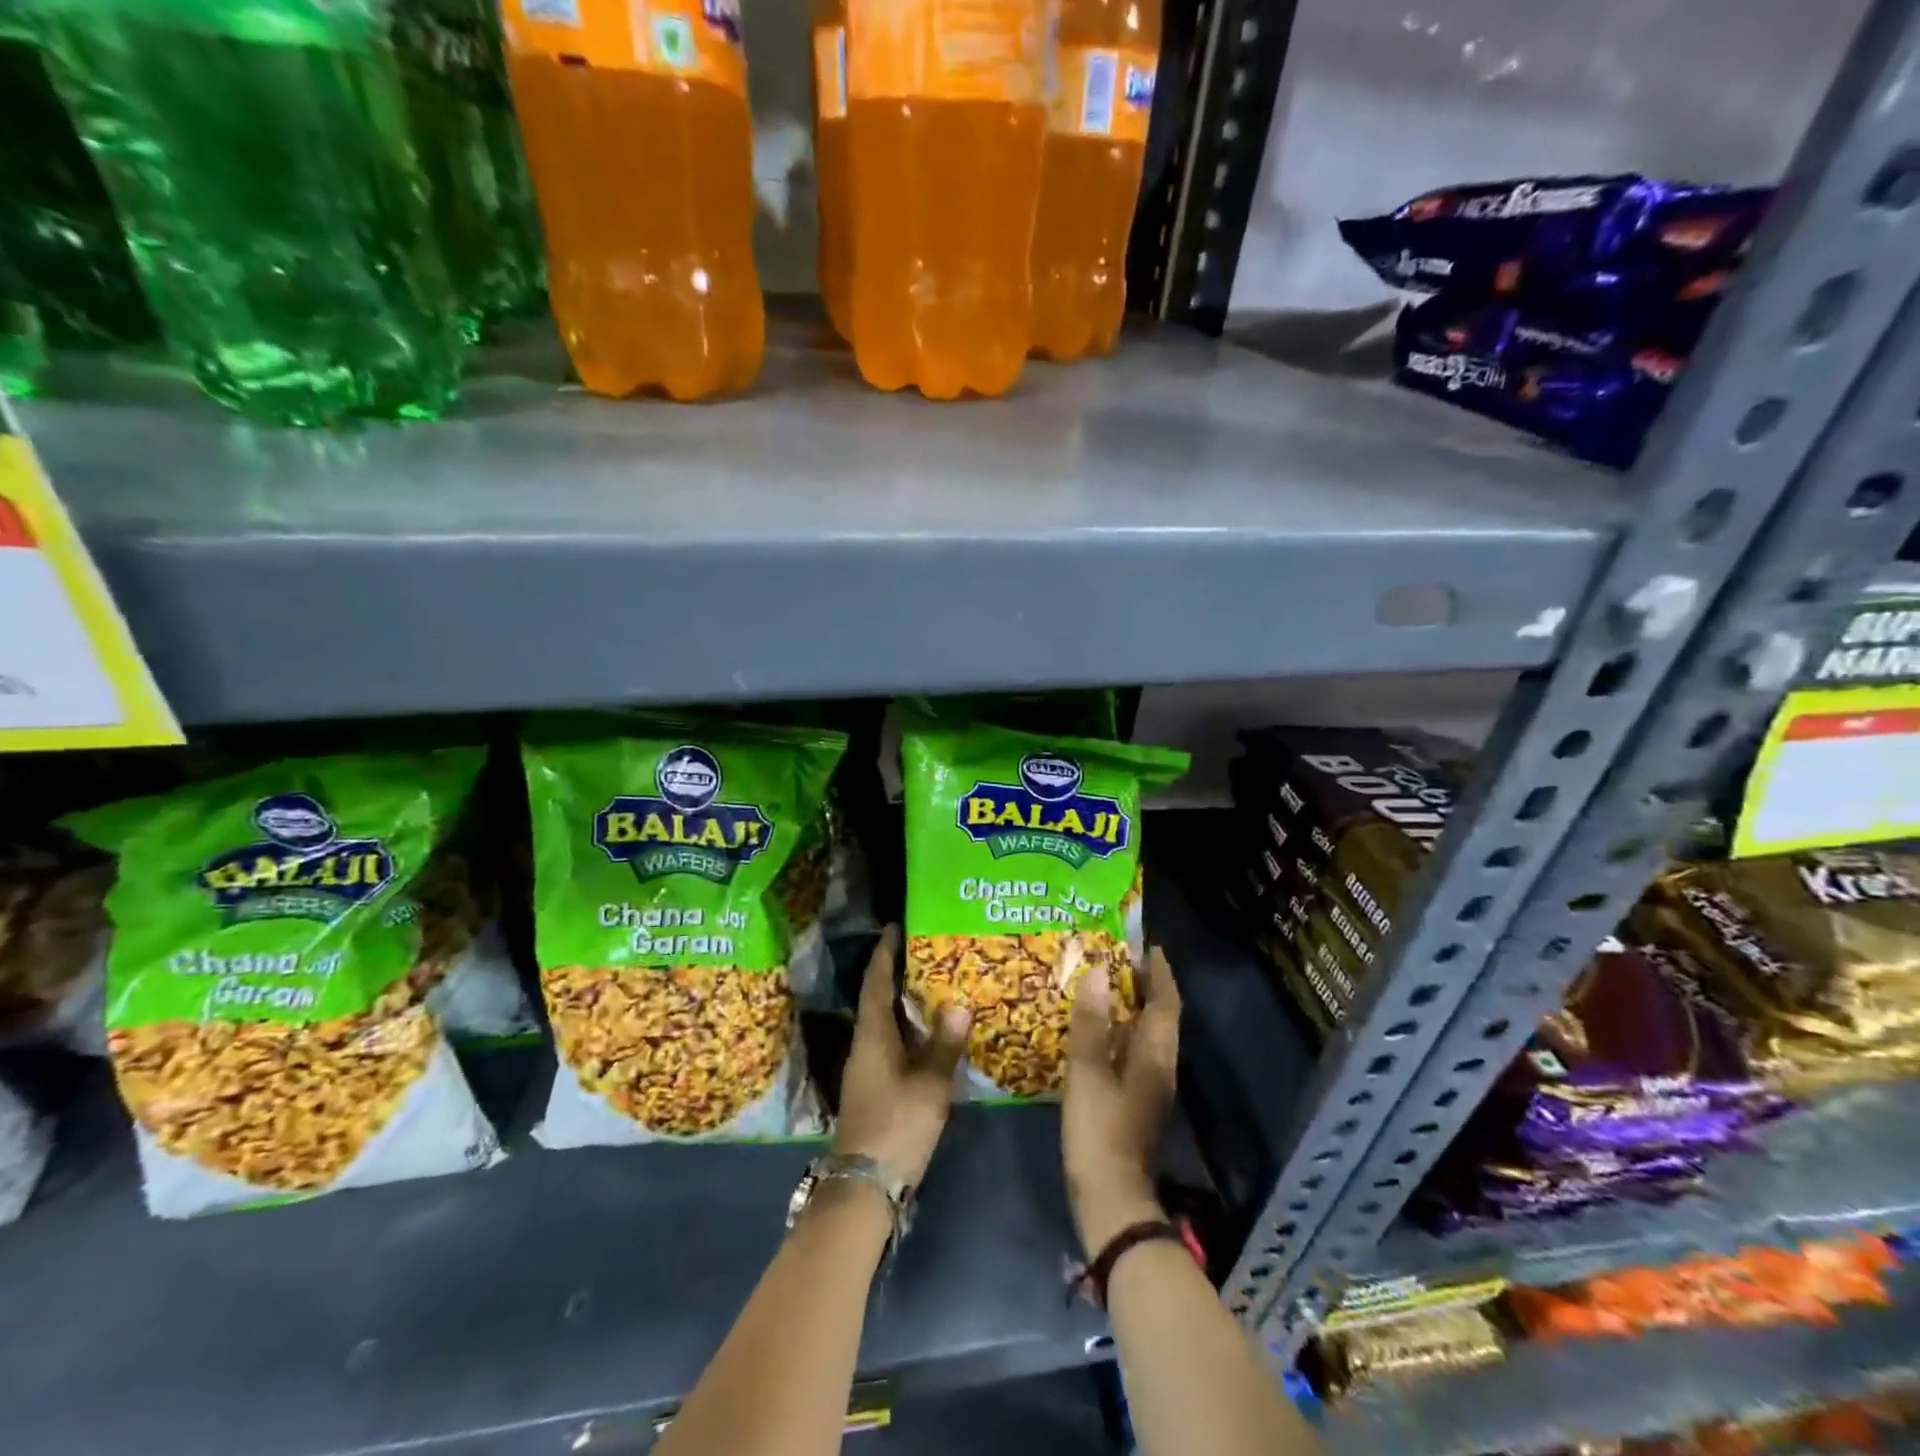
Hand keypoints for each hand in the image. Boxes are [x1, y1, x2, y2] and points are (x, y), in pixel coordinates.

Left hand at [832, 926, 971, 1187]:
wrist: (864, 1184)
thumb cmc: (896, 1126)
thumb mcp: (929, 1086)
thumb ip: (945, 1044)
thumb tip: (960, 1002)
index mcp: (873, 1036)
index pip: (876, 983)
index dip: (884, 954)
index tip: (894, 927)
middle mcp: (865, 1045)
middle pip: (878, 999)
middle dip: (896, 972)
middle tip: (924, 950)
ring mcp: (867, 1068)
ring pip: (885, 1022)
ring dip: (903, 1001)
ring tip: (932, 982)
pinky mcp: (874, 1086)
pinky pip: (891, 1042)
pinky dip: (908, 1028)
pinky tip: (929, 1032)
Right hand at [1063, 943, 1180, 1255]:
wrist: (1112, 1200)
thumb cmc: (1100, 1130)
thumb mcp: (1088, 1071)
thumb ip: (1091, 1022)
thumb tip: (1098, 972)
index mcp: (1155, 1055)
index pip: (1166, 1002)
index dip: (1159, 972)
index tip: (1146, 945)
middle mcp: (1160, 1067)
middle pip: (1159, 1017)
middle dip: (1144, 986)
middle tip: (1115, 959)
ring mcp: (1149, 1088)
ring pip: (1145, 1036)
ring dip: (1129, 1008)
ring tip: (1101, 986)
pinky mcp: (1134, 1104)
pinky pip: (1131, 1053)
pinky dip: (1117, 1033)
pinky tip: (1092, 1032)